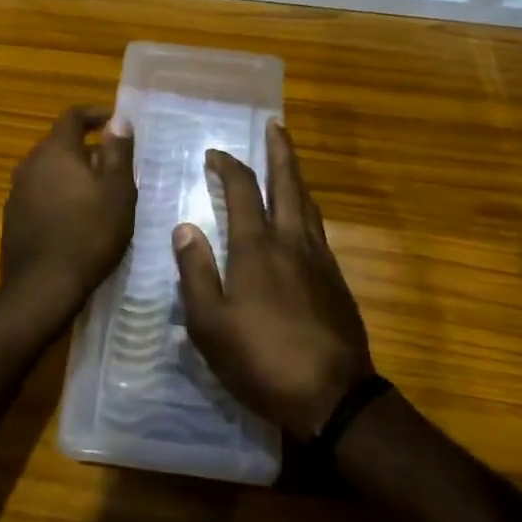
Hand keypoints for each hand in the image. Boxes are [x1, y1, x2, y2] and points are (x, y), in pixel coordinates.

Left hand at [0, 106, 135, 311]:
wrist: (42, 287)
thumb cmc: (89, 233)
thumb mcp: (117, 191)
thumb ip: (118, 151)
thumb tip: (118, 119)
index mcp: (55, 151)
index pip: (73, 116)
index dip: (95, 114)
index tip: (115, 122)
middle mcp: (30, 164)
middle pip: (60, 144)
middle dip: (87, 148)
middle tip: (115, 165)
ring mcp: (17, 192)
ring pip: (49, 171)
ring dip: (73, 174)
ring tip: (99, 193)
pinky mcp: (13, 218)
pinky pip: (40, 194)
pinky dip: (59, 195)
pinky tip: (76, 218)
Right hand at [173, 122, 374, 440]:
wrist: (332, 396)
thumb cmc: (261, 360)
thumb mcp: (210, 325)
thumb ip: (196, 272)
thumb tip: (185, 227)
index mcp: (257, 248)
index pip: (244, 190)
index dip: (229, 166)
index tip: (215, 154)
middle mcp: (292, 242)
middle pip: (289, 183)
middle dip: (281, 151)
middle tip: (276, 126)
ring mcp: (320, 259)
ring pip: (309, 204)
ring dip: (297, 176)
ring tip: (288, 163)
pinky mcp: (336, 280)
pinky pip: (319, 228)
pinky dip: (307, 208)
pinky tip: (302, 219)